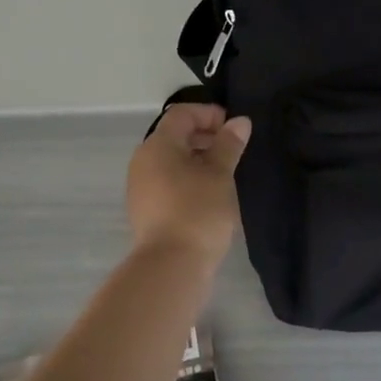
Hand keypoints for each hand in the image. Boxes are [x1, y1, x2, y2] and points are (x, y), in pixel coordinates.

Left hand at [126, 104, 251, 259]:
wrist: (171, 266)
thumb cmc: (197, 211)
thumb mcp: (219, 174)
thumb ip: (229, 144)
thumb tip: (239, 121)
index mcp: (158, 145)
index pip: (182, 114)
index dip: (209, 114)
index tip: (235, 129)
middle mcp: (143, 161)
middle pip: (174, 135)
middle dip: (205, 136)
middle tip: (234, 150)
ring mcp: (141, 187)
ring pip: (171, 160)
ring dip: (198, 159)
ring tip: (226, 173)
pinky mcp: (146, 209)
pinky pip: (168, 181)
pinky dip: (189, 178)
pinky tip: (210, 195)